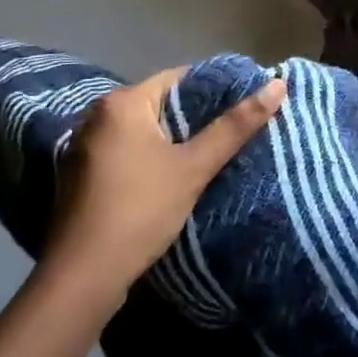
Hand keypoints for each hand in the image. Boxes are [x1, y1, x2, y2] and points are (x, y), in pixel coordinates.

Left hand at [48, 68, 284, 294]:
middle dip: (193, 117)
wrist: (82, 278)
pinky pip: (124, 153)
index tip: (243, 101)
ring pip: (141, 131)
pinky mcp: (79, 176)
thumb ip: (234, 126)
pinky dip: (147, 158)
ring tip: (208, 152)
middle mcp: (97, 116)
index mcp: (122, 103)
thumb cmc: (140, 210)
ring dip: (170, 140)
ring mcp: (83, 147)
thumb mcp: (194, 167)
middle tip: (231, 129)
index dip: (213, 88)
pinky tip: (170, 177)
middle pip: (158, 104)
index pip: (177, 78)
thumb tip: (277, 85)